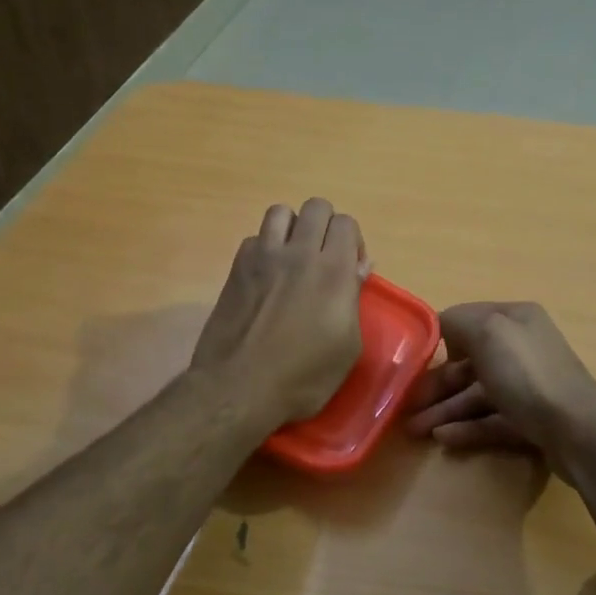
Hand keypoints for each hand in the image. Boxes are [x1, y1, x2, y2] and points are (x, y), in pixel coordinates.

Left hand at [191, 198, 368, 430]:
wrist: (239, 387)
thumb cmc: (303, 377)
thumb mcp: (347, 347)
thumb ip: (353, 299)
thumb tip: (358, 268)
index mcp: (333, 271)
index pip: (346, 223)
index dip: (352, 242)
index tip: (351, 269)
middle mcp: (299, 253)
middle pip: (316, 207)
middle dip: (326, 225)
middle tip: (324, 257)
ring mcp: (264, 257)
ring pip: (281, 212)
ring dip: (292, 227)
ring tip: (293, 256)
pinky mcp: (237, 268)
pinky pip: (255, 238)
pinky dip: (265, 247)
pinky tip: (267, 275)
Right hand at [404, 301, 595, 453]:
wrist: (578, 430)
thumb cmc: (527, 373)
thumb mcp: (488, 331)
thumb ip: (458, 321)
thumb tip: (442, 326)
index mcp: (515, 319)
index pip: (469, 321)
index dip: (440, 338)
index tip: (412, 361)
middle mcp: (522, 348)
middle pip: (470, 363)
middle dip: (437, 384)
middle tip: (406, 407)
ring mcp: (528, 386)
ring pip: (478, 394)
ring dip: (445, 410)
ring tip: (416, 430)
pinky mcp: (531, 420)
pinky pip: (491, 420)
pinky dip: (467, 428)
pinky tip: (443, 438)